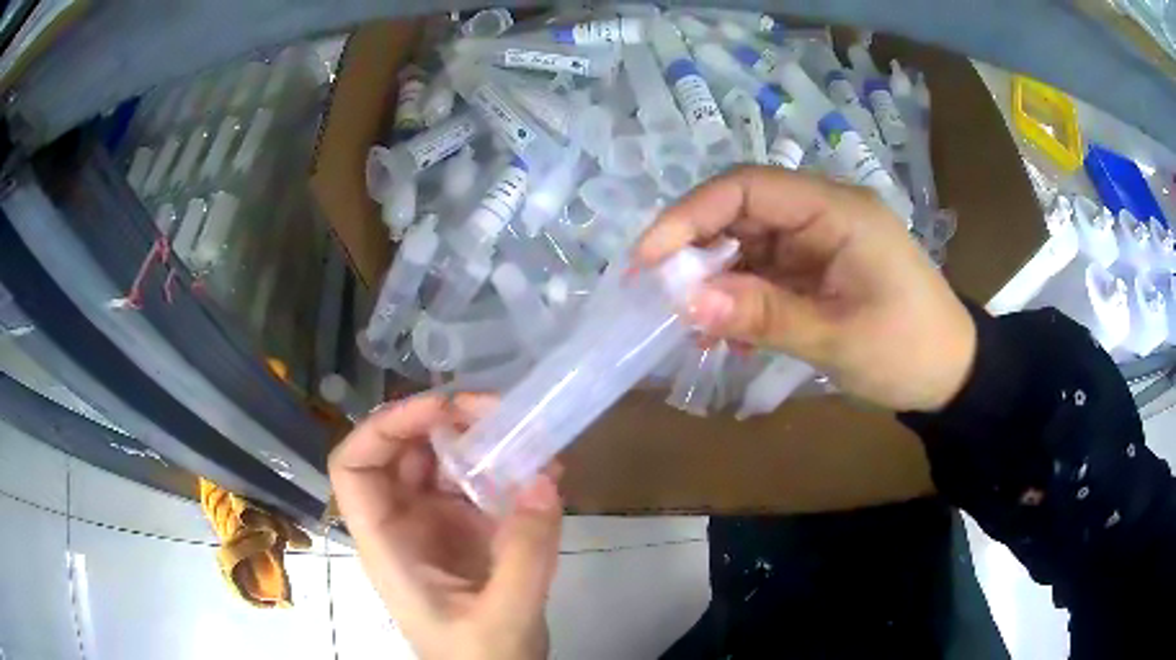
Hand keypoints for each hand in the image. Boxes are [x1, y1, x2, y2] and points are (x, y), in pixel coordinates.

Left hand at [328, 393, 562, 659]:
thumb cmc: (478, 659)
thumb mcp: (503, 615)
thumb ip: (524, 554)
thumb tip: (544, 478)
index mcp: (386, 543)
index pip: (355, 467)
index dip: (384, 428)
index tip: (440, 410)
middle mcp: (404, 524)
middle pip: (403, 452)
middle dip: (444, 422)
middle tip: (499, 413)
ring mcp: (438, 526)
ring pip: (444, 464)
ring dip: (482, 443)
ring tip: (531, 438)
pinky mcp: (471, 532)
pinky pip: (482, 486)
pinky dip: (510, 472)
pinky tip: (546, 473)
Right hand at [636, 166, 976, 411]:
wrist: (953, 375)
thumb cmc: (909, 351)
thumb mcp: (838, 339)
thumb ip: (764, 316)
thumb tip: (686, 304)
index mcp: (837, 210)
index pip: (748, 188)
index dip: (690, 215)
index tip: (647, 259)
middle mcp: (824, 213)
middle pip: (742, 212)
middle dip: (695, 250)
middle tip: (659, 296)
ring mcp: (820, 241)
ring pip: (749, 244)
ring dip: (715, 280)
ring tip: (689, 326)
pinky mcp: (818, 269)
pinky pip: (765, 272)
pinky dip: (739, 299)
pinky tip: (724, 334)